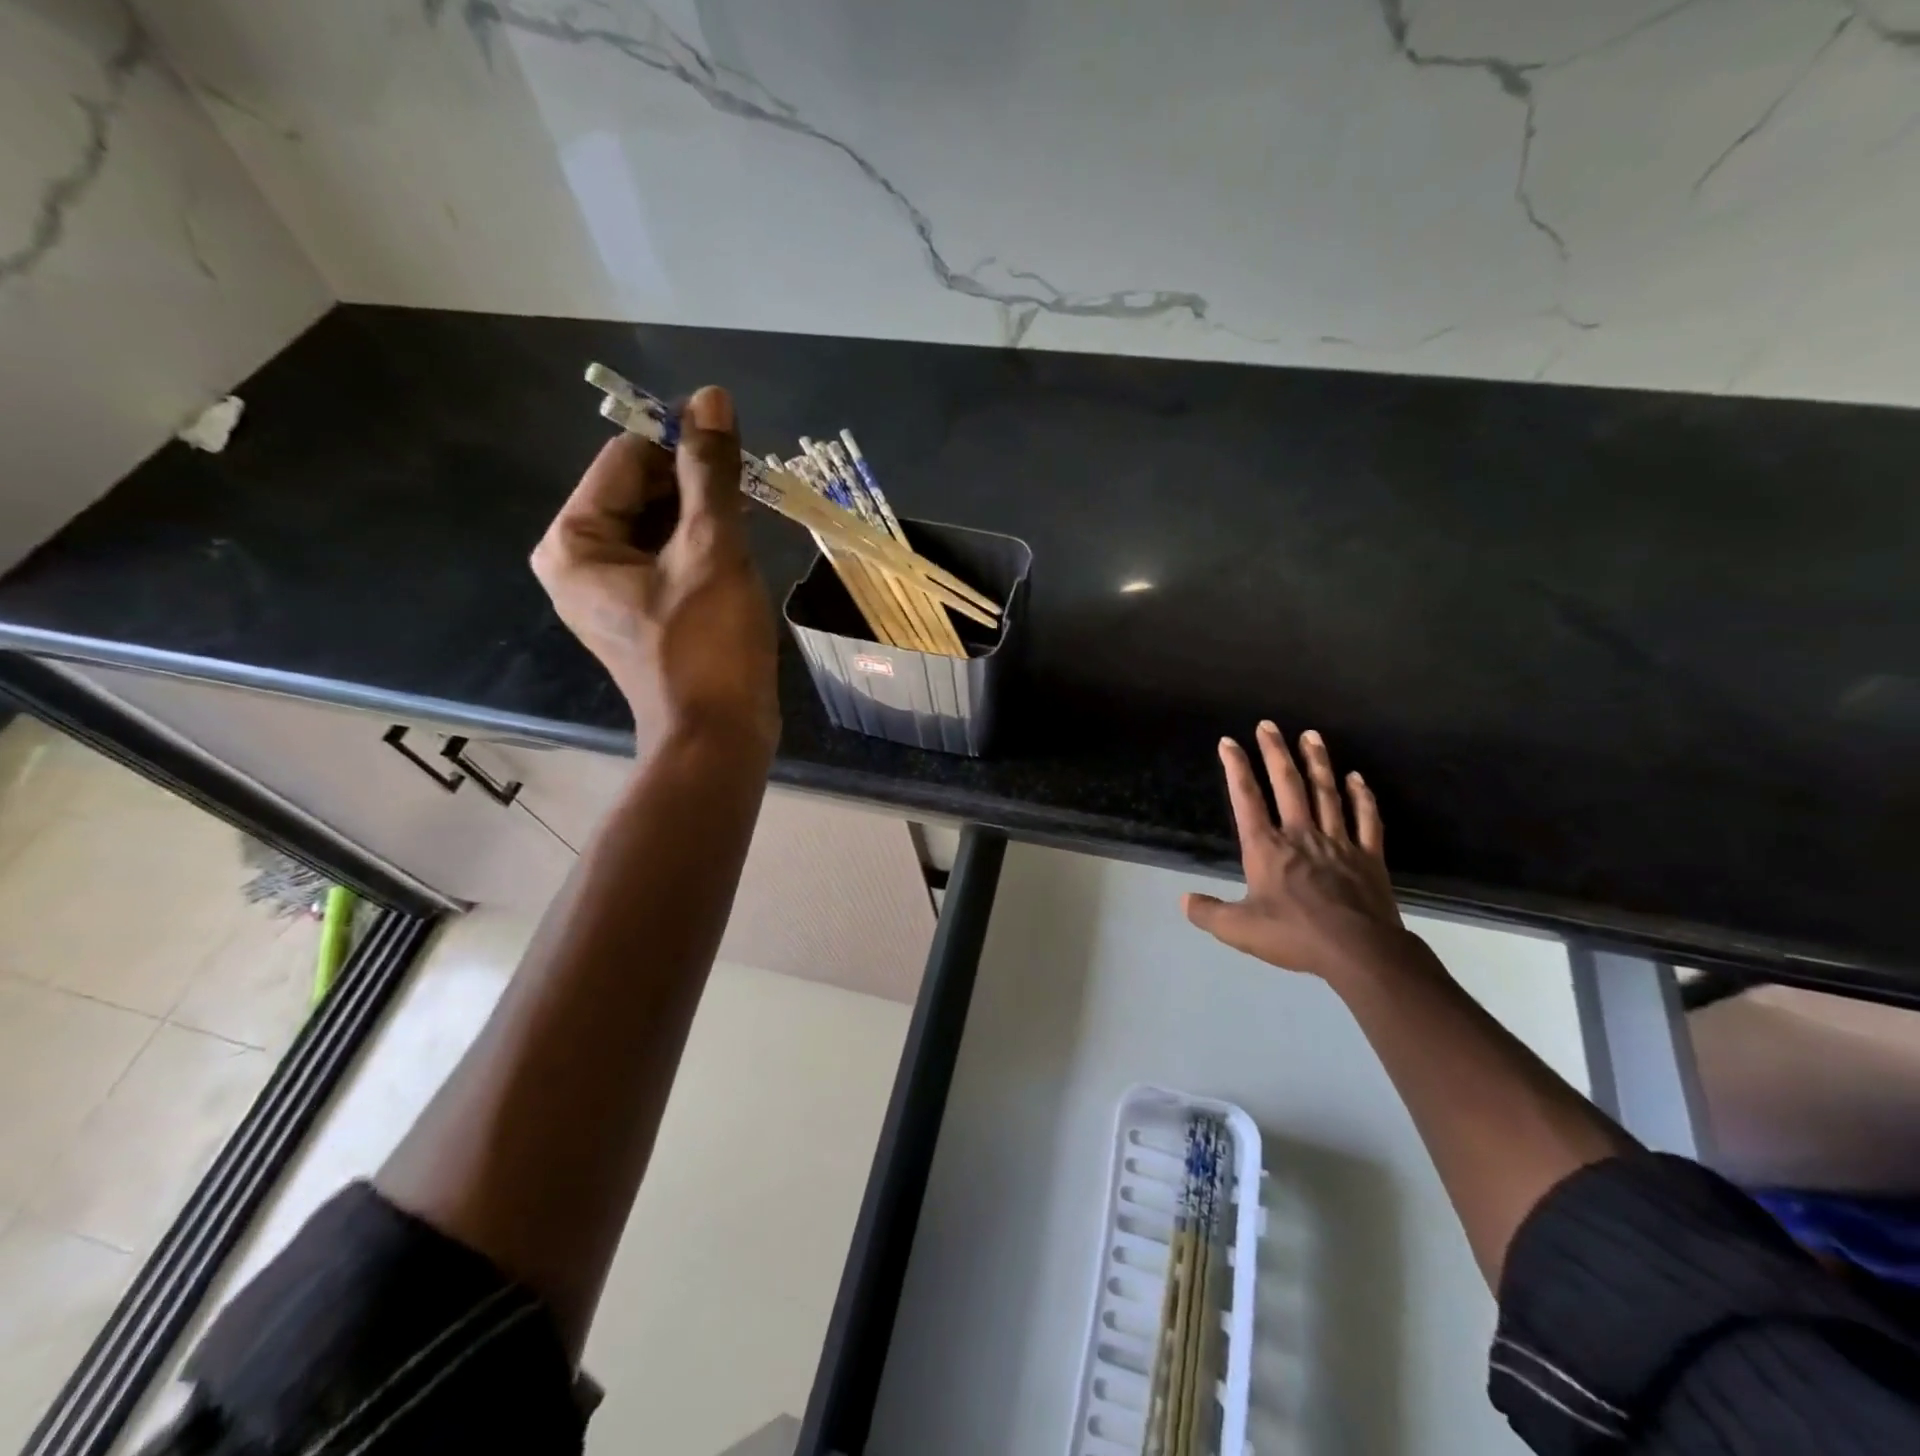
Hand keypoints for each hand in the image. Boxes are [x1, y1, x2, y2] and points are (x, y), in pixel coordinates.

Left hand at [531, 386, 778, 753]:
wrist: (718, 738)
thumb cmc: (709, 646)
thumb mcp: (713, 550)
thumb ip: (710, 472)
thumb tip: (711, 399)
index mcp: (575, 541)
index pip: (625, 458)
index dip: (680, 442)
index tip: (735, 443)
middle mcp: (580, 561)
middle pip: (639, 490)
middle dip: (694, 484)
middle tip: (748, 492)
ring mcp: (611, 591)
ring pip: (658, 524)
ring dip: (704, 515)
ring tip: (748, 523)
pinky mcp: (643, 613)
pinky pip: (668, 558)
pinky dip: (701, 547)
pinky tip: (738, 554)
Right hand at [1184, 723, 1404, 981]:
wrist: (1359, 952)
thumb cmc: (1295, 936)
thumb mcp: (1239, 929)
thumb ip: (1208, 913)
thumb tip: (1183, 901)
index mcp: (1267, 848)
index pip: (1246, 799)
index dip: (1235, 768)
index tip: (1228, 742)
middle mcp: (1300, 835)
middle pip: (1287, 785)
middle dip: (1275, 752)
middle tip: (1268, 724)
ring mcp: (1338, 842)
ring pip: (1326, 793)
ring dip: (1317, 762)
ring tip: (1311, 735)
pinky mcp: (1368, 856)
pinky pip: (1365, 819)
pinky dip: (1361, 797)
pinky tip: (1357, 778)